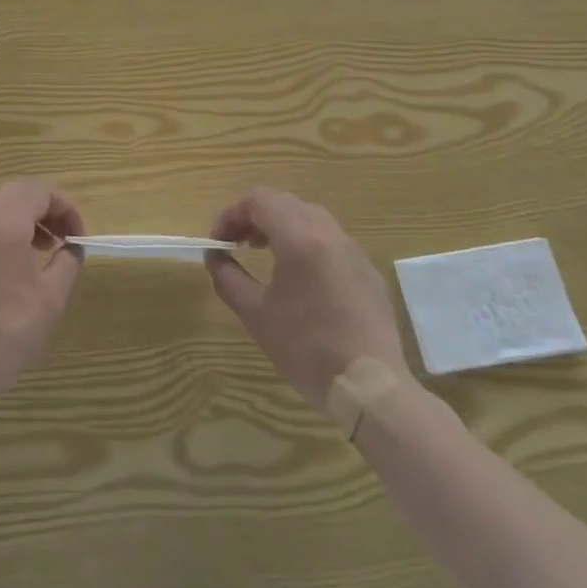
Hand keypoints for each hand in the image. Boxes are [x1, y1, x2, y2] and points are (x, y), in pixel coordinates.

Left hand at [0, 180, 85, 402]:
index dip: (65, 206)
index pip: (38, 191)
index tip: (79, 235)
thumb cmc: (5, 333)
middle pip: (16, 192)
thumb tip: (72, 247)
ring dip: (25, 218)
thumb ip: (67, 263)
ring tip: (43, 249)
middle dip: (46, 207)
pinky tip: (15, 266)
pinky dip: (4, 232)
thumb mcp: (50, 300)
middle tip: (64, 235)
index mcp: (2, 225)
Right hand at [205, 187, 410, 407]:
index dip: (231, 214)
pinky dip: (306, 242)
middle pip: (284, 203)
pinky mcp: (368, 271)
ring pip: (310, 217)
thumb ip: (228, 277)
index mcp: (300, 238)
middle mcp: (329, 233)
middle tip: (237, 244)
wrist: (370, 387)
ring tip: (265, 254)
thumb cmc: (306, 348)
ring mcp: (354, 251)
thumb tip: (216, 257)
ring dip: (281, 226)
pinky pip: (331, 240)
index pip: (259, 200)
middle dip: (254, 217)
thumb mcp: (255, 314)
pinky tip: (301, 278)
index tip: (218, 241)